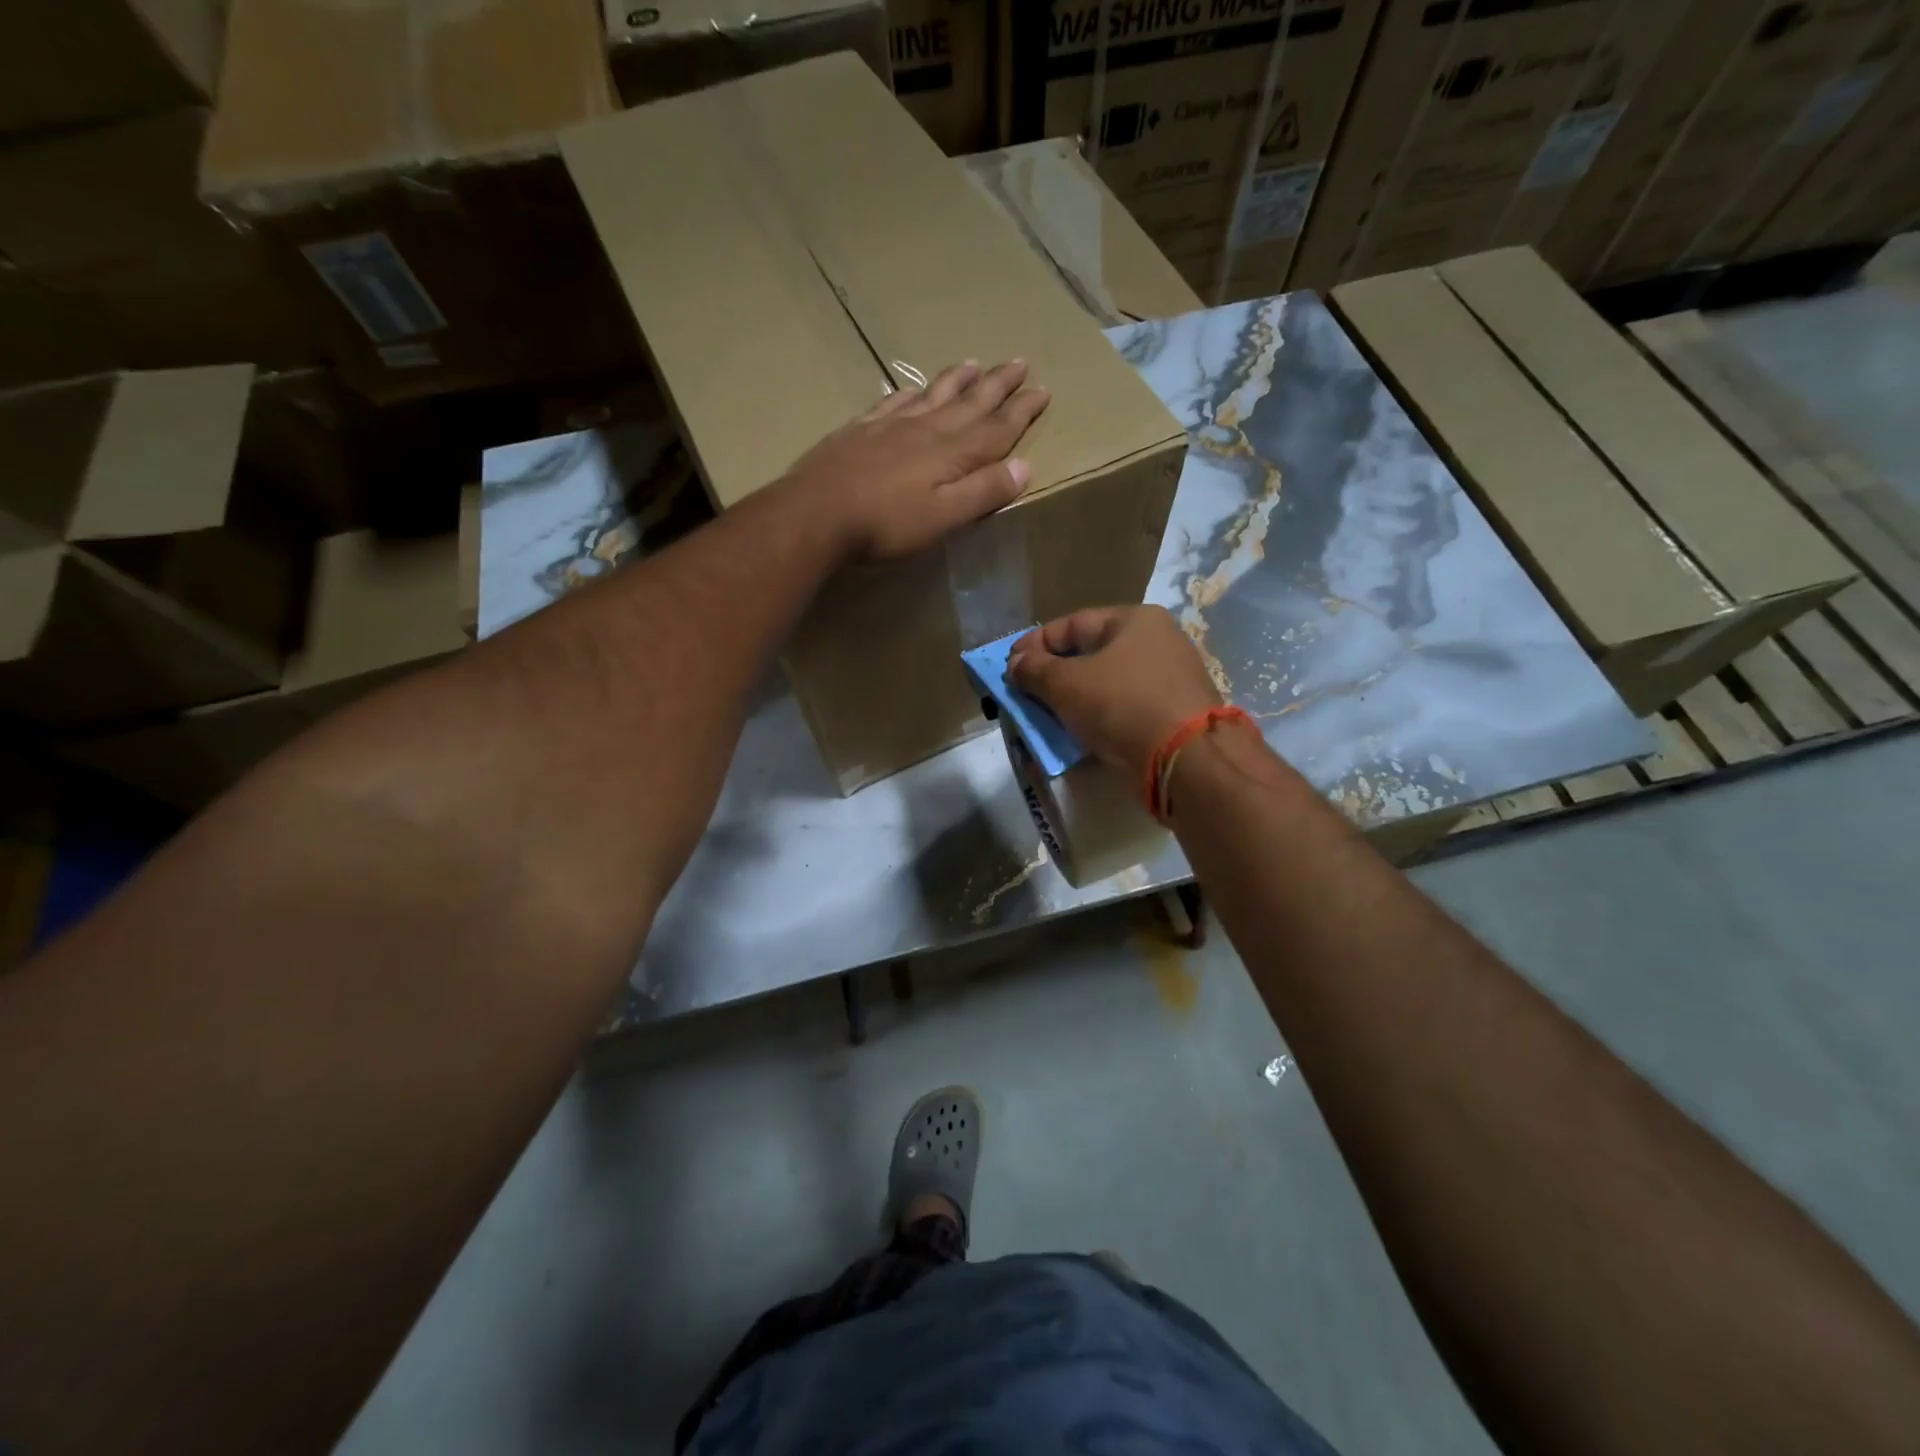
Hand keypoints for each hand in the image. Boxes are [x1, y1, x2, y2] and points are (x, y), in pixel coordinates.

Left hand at [780, 360, 1050, 560]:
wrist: (817, 512)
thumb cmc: (886, 523)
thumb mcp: (945, 516)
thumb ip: (984, 492)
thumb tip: (1025, 466)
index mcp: (952, 452)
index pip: (997, 427)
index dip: (1022, 410)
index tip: (1043, 390)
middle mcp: (926, 429)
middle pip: (969, 402)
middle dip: (997, 384)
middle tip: (1019, 362)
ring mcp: (890, 425)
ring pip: (933, 394)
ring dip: (957, 379)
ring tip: (975, 363)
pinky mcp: (860, 430)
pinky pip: (894, 402)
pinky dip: (911, 393)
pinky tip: (913, 389)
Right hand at [1009, 605, 1221, 780]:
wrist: (1186, 759)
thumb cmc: (1122, 705)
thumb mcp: (1067, 683)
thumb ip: (1035, 670)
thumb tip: (1015, 664)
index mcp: (1135, 620)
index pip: (1072, 624)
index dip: (1035, 644)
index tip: (1008, 667)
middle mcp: (1156, 642)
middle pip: (1089, 654)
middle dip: (1052, 674)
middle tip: (1024, 693)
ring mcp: (1168, 679)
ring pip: (1105, 684)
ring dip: (1072, 699)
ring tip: (1045, 717)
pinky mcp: (1171, 714)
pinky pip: (1122, 708)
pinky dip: (1096, 717)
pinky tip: (1077, 733)